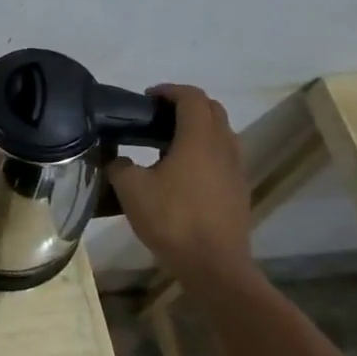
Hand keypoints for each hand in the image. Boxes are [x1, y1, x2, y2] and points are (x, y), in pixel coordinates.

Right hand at [107, 83, 254, 284]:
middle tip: (157, 117)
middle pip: (212, 109)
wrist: (214, 265)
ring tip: (167, 143)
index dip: (169, 91)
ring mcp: (236, 168)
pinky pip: (223, 156)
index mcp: (199, 138)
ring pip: (221, 133)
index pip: (191, 97)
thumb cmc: (172, 220)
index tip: (147, 98)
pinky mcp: (239, 189)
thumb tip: (117, 160)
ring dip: (198, 128)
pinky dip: (205, 151)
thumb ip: (119, 166)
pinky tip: (182, 172)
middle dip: (186, 105)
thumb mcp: (131, 190)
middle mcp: (224, 146)